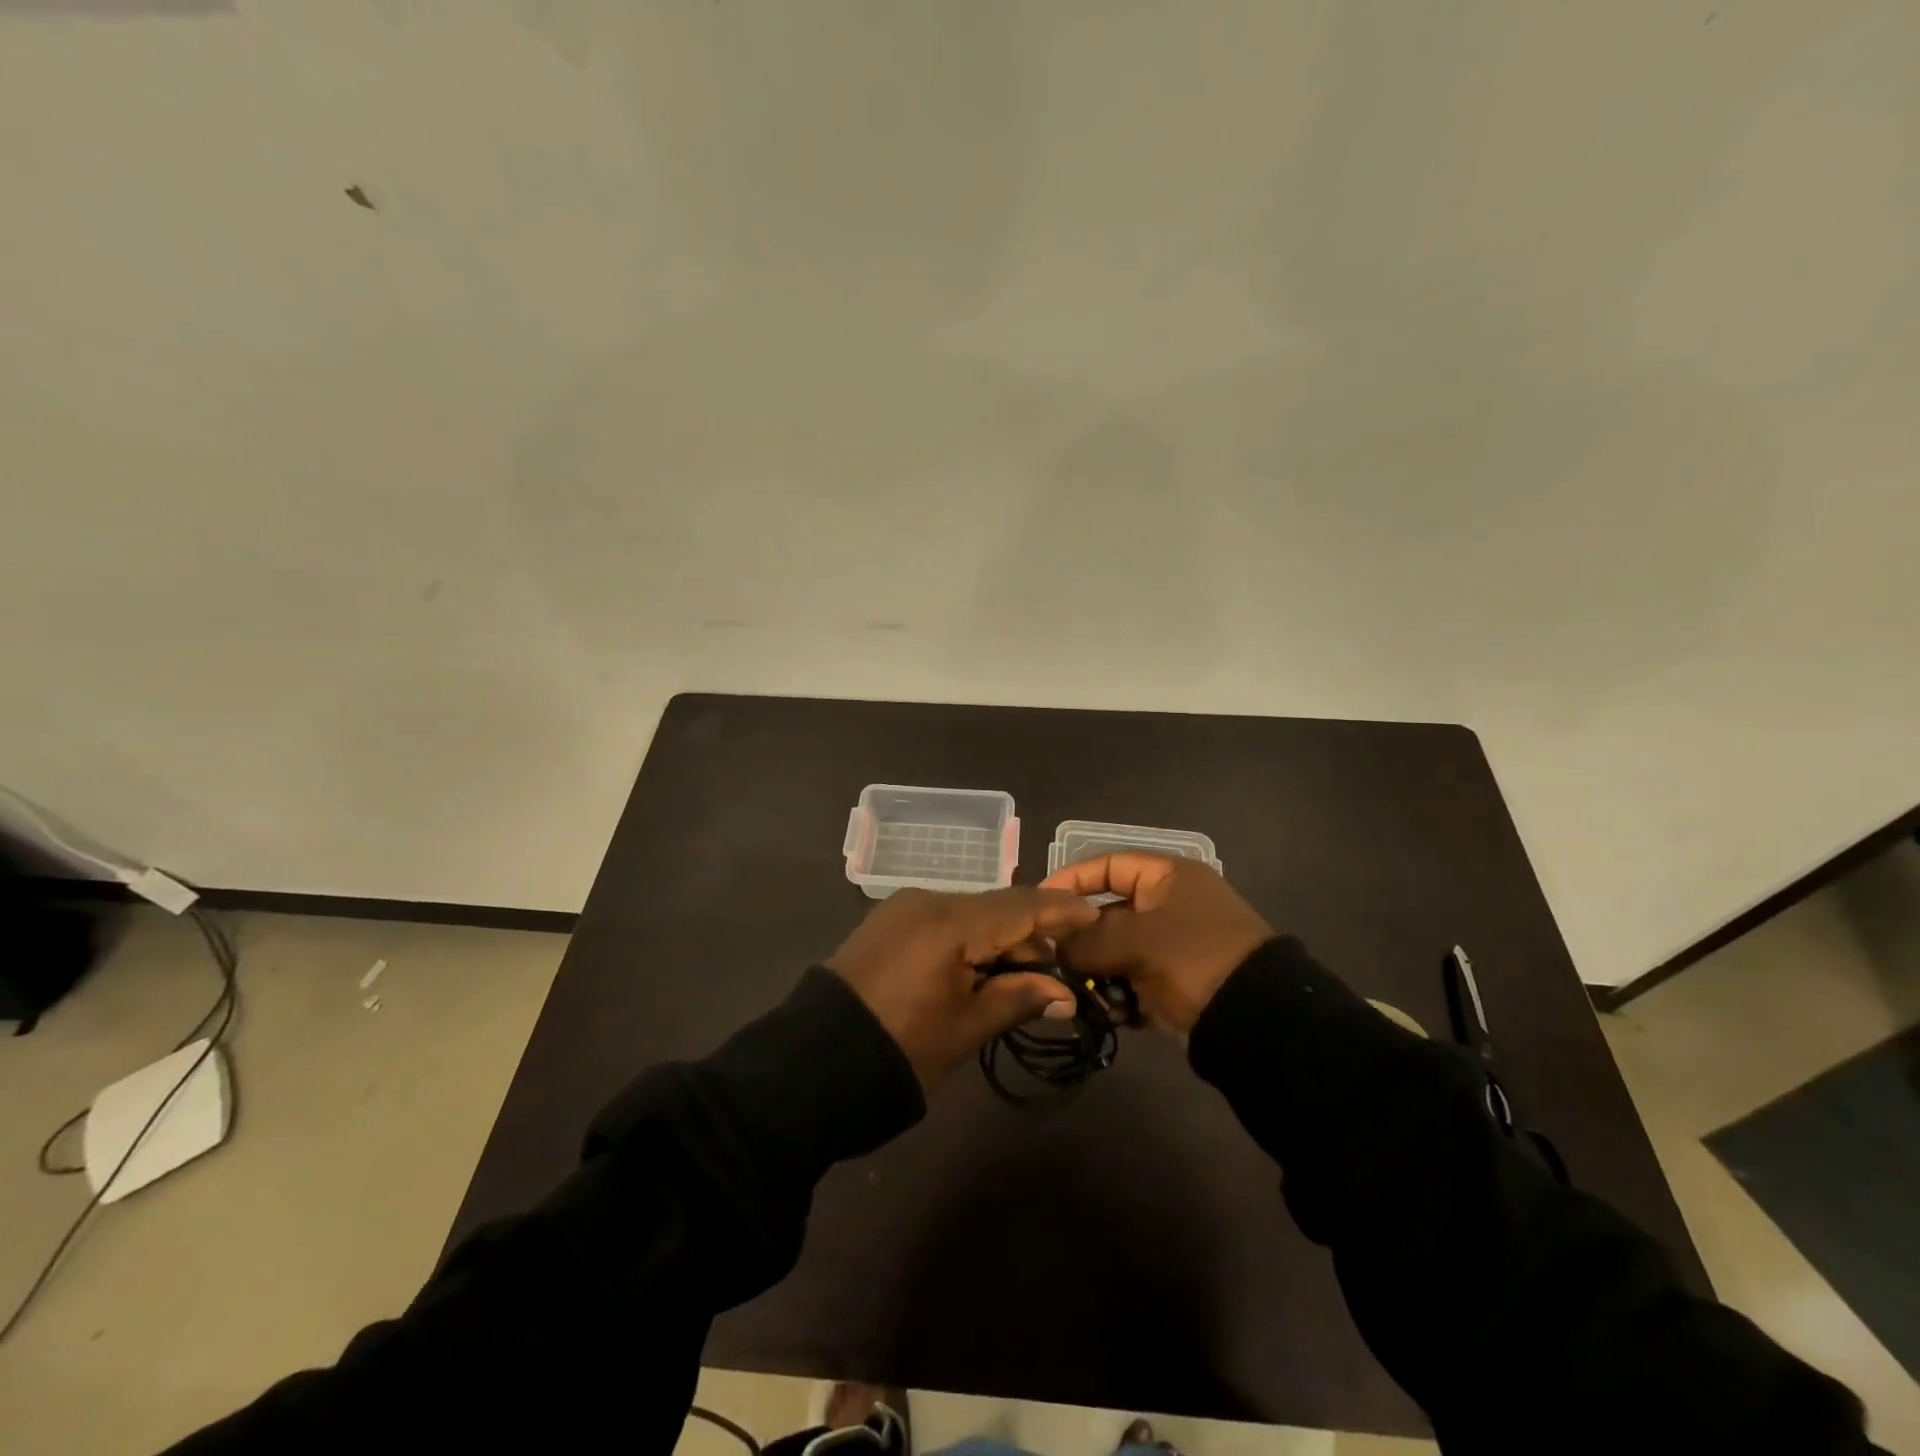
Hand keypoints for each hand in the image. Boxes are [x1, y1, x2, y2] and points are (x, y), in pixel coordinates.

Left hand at [826, 887, 1099, 1088]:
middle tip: (1058, 973)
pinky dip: (969, 940)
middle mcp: (926, 900)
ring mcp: (902, 908)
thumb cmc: (901, 1049)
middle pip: (994, 907)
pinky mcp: (887, 923)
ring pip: (969, 913)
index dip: (1059, 912)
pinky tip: (981, 969)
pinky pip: (942, 921)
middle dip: (1029, 936)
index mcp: (948, 921)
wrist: (813, 1065)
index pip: (1019, 906)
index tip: (1094, 917)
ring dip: (998, 939)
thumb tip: (1064, 992)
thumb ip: (1018, 999)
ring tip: (1022, 978)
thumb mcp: (965, 1028)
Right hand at [1041, 855, 1272, 1033]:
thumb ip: (1087, 940)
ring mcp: (1172, 946)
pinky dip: (1116, 996)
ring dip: (1095, 972)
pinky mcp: (1174, 983)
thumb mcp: (1137, 941)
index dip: (1071, 881)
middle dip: (1079, 938)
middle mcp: (1168, 905)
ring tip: (1076, 992)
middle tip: (1049, 958)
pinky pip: (1132, 982)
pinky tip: (1104, 1012)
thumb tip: (1052, 944)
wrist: (1256, 1021)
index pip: (1107, 866)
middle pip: (1107, 913)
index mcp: (1167, 877)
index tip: (1039, 904)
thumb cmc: (1195, 958)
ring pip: (1116, 952)